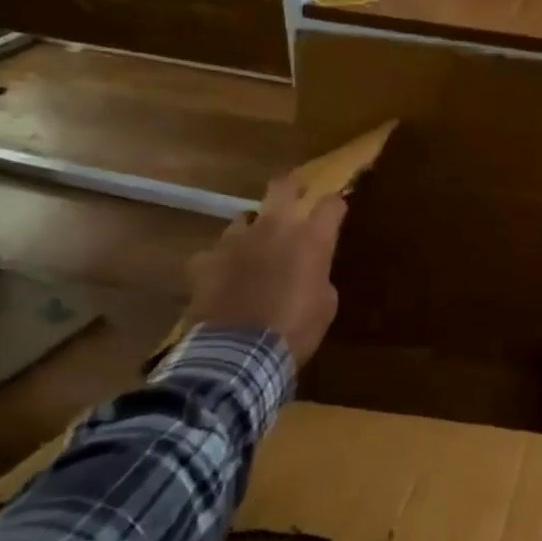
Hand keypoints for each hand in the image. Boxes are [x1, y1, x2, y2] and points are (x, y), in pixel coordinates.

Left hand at [183, 177, 347, 366]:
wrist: (240, 354)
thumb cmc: (296, 330)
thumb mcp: (325, 305)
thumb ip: (318, 276)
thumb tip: (309, 271)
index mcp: (310, 238)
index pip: (331, 204)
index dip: (335, 205)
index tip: (337, 211)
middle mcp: (274, 228)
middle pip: (282, 186)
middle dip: (291, 186)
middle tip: (295, 193)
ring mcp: (235, 241)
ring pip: (244, 218)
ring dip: (252, 230)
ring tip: (252, 247)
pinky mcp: (205, 261)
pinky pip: (213, 254)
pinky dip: (219, 263)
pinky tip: (220, 278)